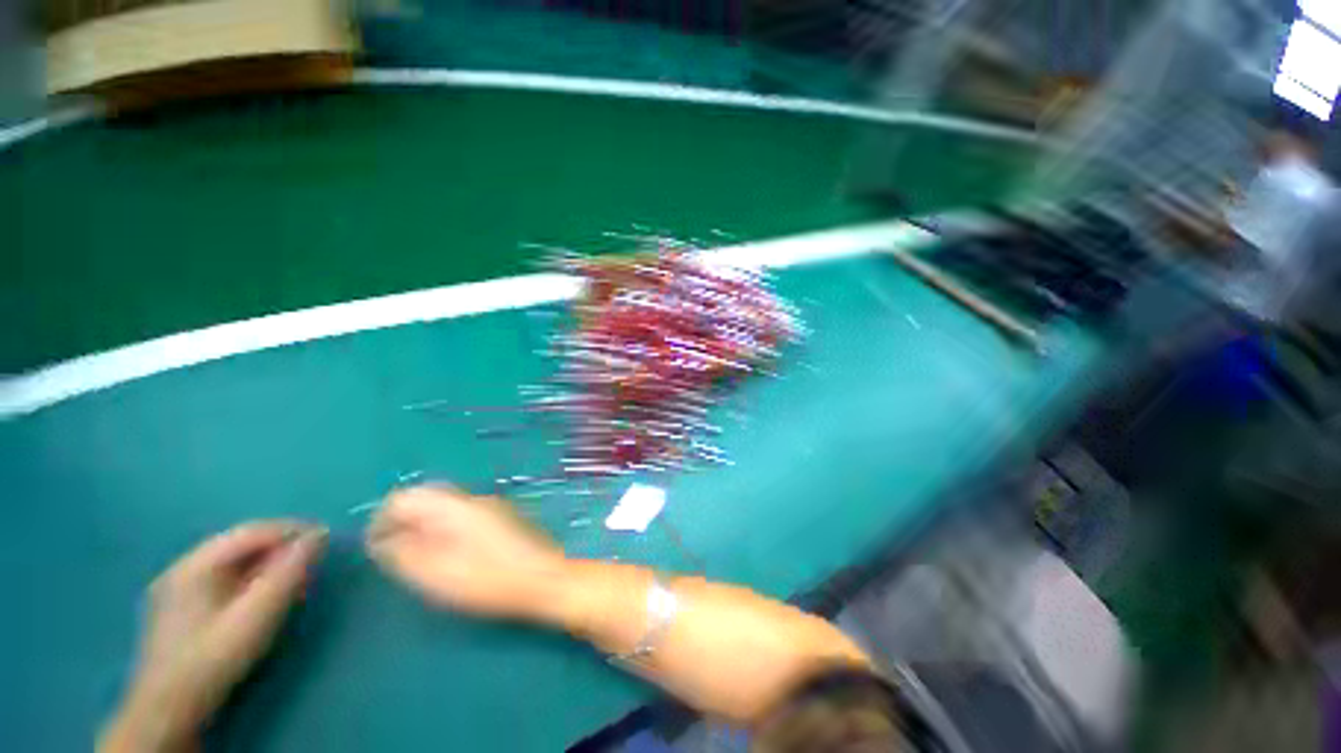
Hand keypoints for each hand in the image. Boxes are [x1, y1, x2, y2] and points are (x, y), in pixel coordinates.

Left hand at [100, 522, 326, 752]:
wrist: (168, 712)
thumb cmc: (213, 660)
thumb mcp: (255, 617)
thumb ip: (286, 574)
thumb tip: (319, 536)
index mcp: (195, 565)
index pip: (251, 531)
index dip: (291, 530)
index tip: (326, 539)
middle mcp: (183, 567)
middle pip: (240, 544)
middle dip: (280, 547)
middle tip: (313, 559)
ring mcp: (177, 587)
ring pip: (232, 561)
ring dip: (266, 562)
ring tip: (294, 575)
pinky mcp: (181, 606)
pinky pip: (223, 578)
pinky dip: (250, 578)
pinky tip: (262, 594)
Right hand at [367, 485, 566, 620]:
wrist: (543, 579)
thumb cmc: (489, 579)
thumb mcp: (438, 573)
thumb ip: (405, 553)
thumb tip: (383, 540)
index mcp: (456, 506)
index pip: (407, 495)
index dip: (384, 518)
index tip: (377, 548)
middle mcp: (474, 498)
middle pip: (428, 498)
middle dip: (405, 523)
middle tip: (397, 555)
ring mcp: (491, 506)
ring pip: (445, 508)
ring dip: (425, 527)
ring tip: (420, 560)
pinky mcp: (501, 519)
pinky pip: (463, 516)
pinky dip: (445, 531)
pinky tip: (449, 557)